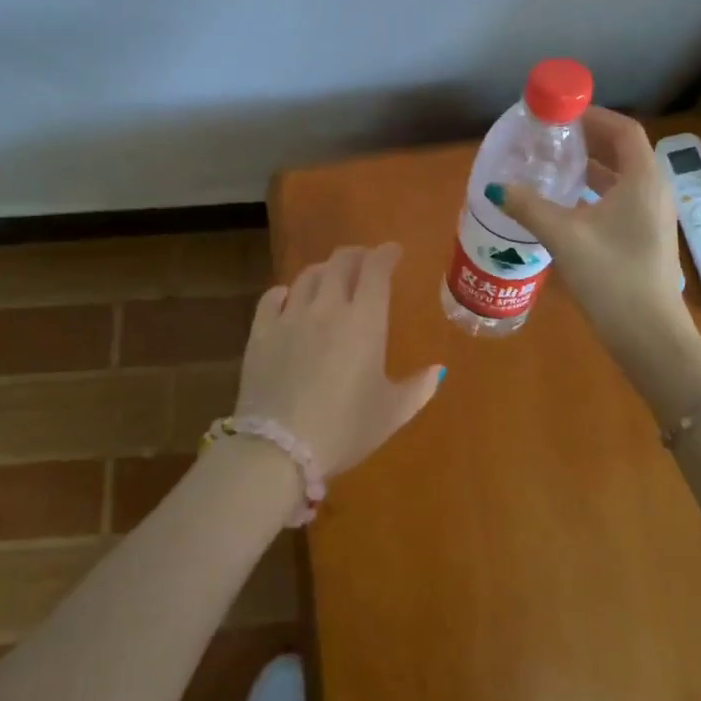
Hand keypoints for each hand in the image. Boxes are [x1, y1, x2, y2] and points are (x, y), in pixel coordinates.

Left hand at [234, 243, 444, 480]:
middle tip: (364, 260)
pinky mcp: (260, 333)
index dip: (385, 254)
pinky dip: (284, 292)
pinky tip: (287, 298)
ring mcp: (290, 317)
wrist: (279, 448)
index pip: (375, 270)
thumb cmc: (344, 429)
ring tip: (329, 277)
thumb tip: (439, 369)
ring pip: (307, 276)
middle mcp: (327, 308)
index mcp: (364, 321)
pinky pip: (271, 298)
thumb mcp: (391, 413)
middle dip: (356, 255)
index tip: (393, 252)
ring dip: (323, 270)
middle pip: (340, 263)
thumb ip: (419, 388)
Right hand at [499, 107, 688, 350]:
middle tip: (552, 138)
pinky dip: (596, 192)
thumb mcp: (563, 237)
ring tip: (554, 167)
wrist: (649, 336)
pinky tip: (568, 206)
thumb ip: (529, 207)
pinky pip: (622, 200)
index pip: (624, 130)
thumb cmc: (611, 277)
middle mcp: (654, 192)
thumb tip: (497, 187)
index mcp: (642, 180)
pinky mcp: (647, 238)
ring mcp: (654, 217)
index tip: (562, 114)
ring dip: (592, 168)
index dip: (595, 116)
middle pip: (624, 151)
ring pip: (622, 178)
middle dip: (589, 140)